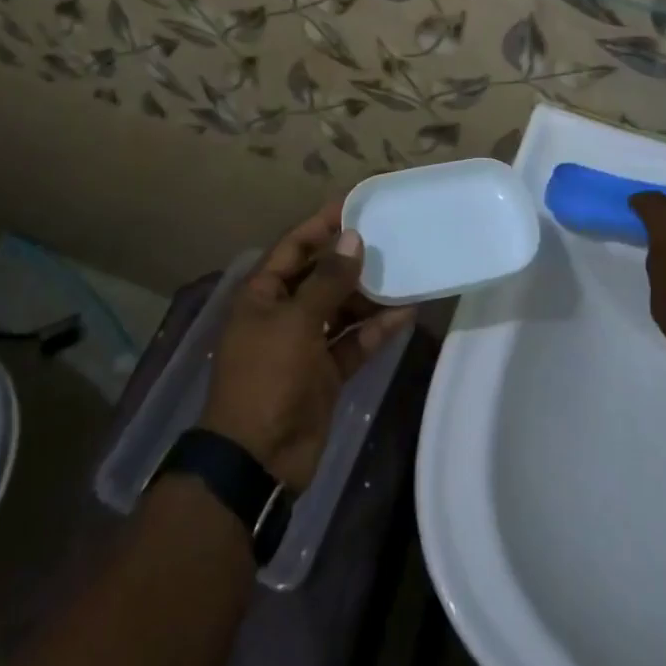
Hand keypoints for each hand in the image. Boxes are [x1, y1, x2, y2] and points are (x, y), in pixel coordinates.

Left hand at [201, 201, 414, 490]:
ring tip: (405, 271)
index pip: (294, 247)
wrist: (258, 460)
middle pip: (322, 276)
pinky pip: (355, 341)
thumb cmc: (267, 377)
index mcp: (263, 295)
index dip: (321, 224)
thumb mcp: (296, 322)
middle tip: (390, 236)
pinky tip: (407, 312)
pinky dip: (377, 329)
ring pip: (343, 308)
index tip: (355, 205)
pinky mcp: (327, 372)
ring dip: (370, 294)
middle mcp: (284, 313)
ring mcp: (306, 344)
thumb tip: (353, 238)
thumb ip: (328, 281)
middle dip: (352, 259)